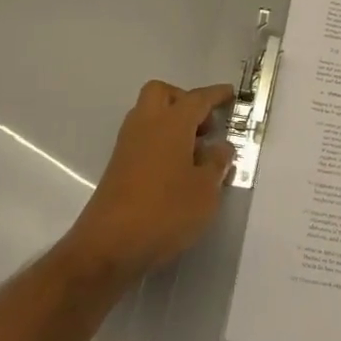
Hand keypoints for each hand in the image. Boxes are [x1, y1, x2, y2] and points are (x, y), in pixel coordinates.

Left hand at [61, 80, 235, 285]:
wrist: (109, 247)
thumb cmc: (165, 212)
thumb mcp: (205, 190)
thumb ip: (217, 163)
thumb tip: (220, 147)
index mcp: (171, 123)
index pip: (198, 98)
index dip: (216, 94)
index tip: (231, 94)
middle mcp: (146, 125)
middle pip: (163, 93)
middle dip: (185, 100)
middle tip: (205, 125)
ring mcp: (128, 145)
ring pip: (149, 114)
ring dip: (171, 121)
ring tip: (195, 150)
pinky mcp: (118, 166)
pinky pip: (143, 138)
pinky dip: (160, 141)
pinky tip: (176, 169)